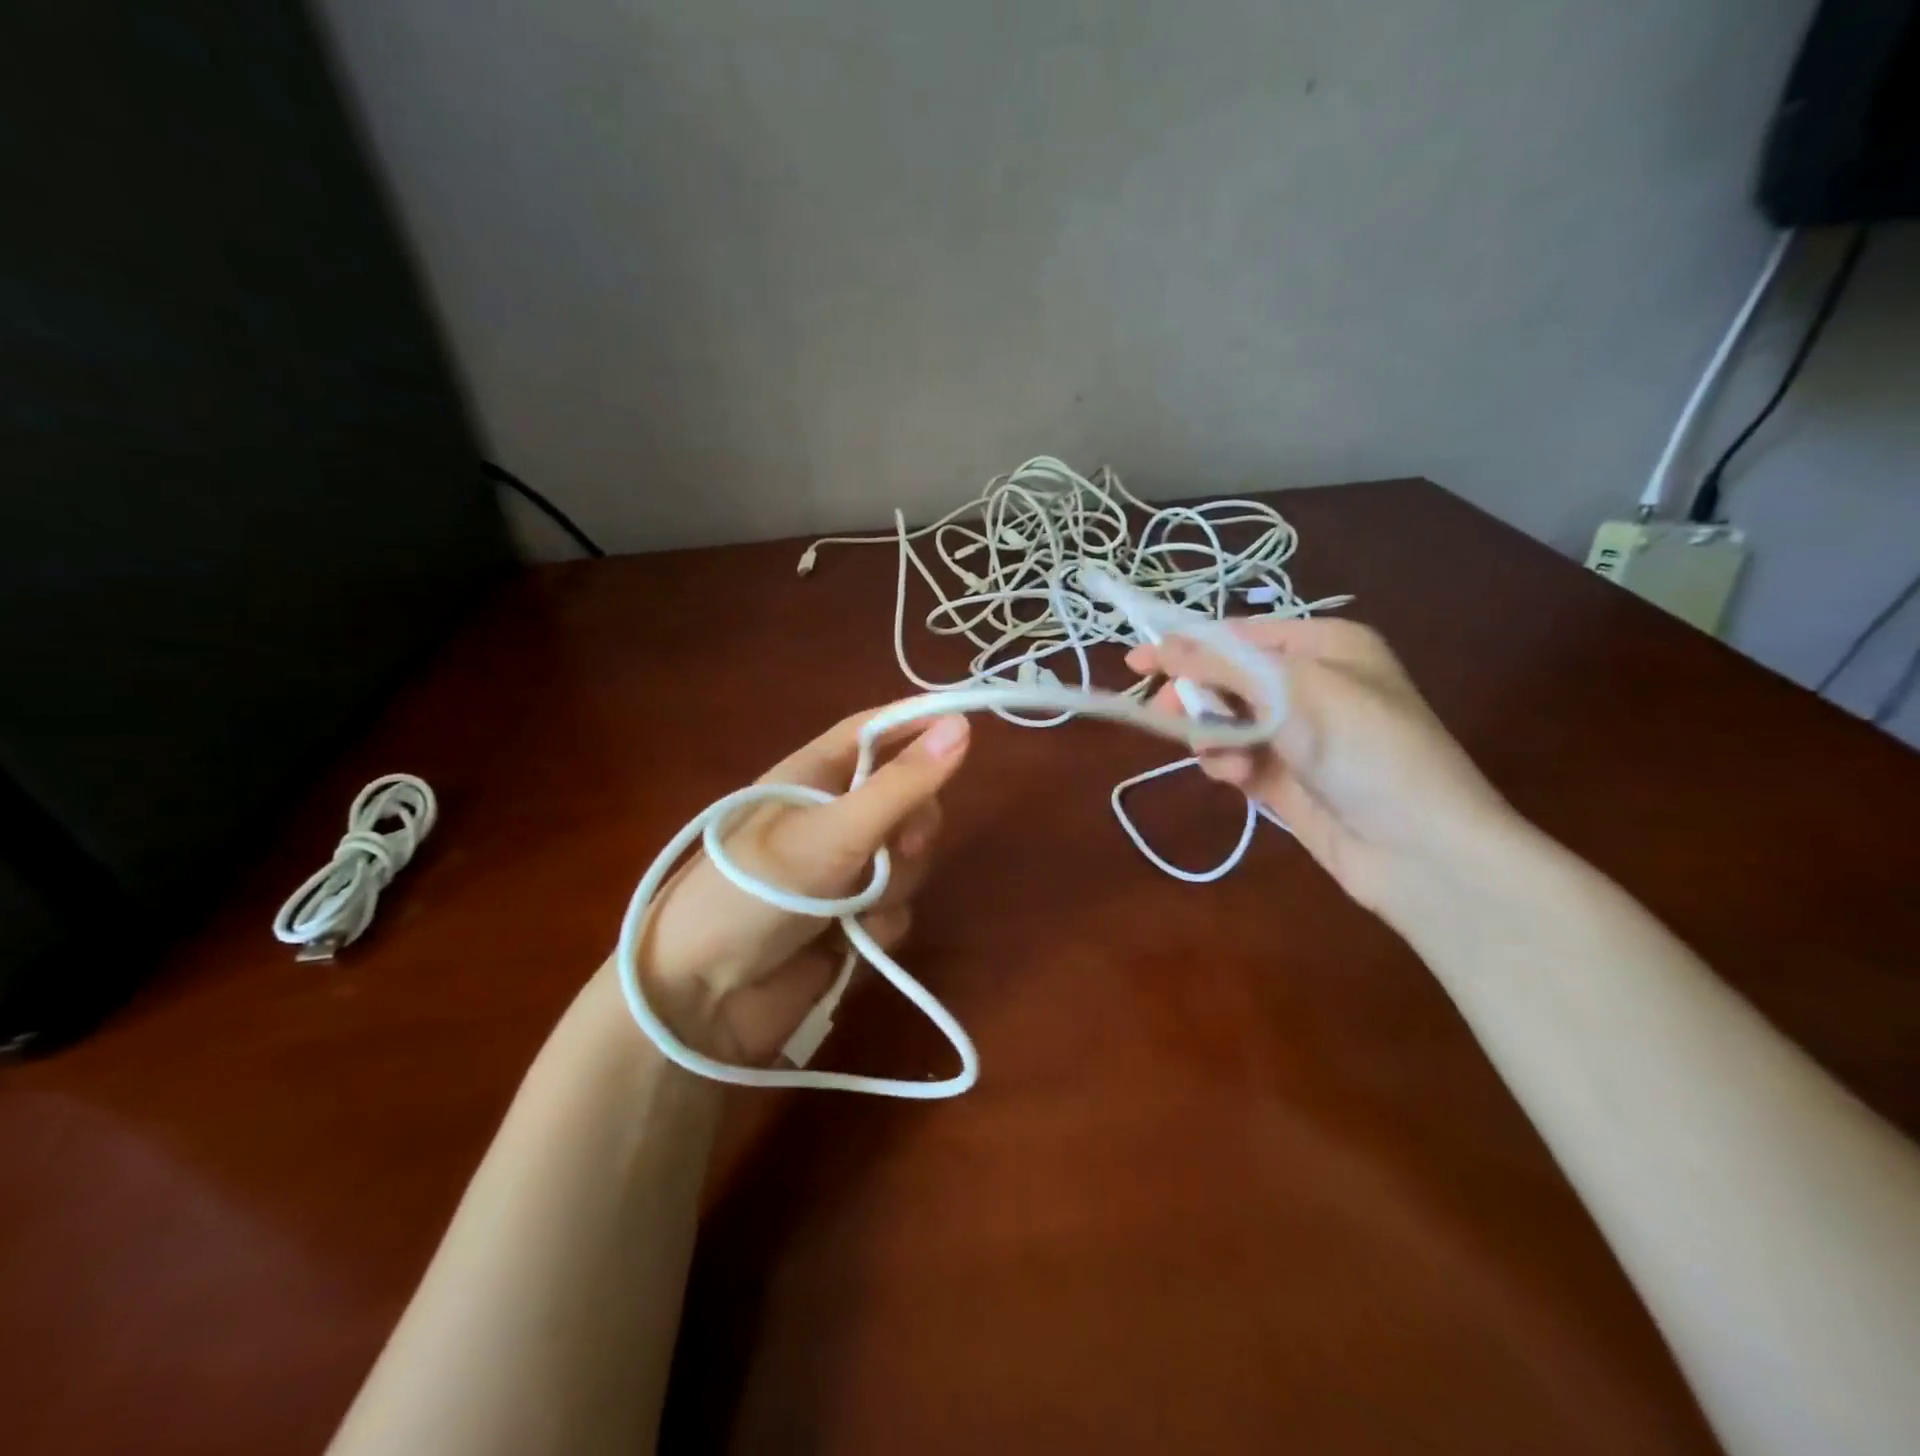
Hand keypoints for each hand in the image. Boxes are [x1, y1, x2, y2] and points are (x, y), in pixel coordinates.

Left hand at [631, 708, 970, 1063]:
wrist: (699, 1000)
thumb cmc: (753, 893)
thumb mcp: (833, 832)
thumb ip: (902, 785)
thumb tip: (964, 726)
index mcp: (814, 775)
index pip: (878, 731)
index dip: (921, 722)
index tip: (970, 725)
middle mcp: (832, 817)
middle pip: (908, 800)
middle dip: (912, 828)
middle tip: (900, 848)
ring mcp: (842, 872)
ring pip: (908, 860)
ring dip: (892, 886)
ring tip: (852, 910)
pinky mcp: (850, 922)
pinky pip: (896, 909)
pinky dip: (880, 926)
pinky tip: (851, 944)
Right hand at [1127, 619, 1513, 917]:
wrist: (1419, 850)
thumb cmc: (1365, 750)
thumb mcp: (1294, 692)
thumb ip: (1223, 666)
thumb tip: (1160, 644)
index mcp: (1325, 646)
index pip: (1239, 634)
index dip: (1186, 645)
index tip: (1137, 662)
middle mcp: (1311, 684)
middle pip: (1228, 678)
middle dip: (1199, 697)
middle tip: (1167, 715)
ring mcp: (1299, 735)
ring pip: (1226, 722)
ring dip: (1215, 737)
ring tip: (1227, 761)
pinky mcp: (1287, 778)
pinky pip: (1238, 757)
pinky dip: (1229, 765)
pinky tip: (1238, 779)